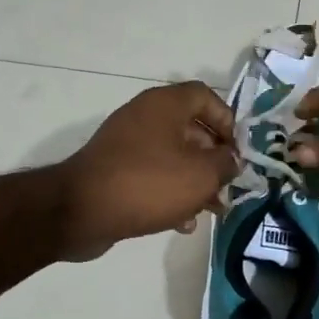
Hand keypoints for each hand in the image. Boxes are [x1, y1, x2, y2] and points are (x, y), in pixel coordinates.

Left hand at [55, 82, 238, 260]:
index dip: (227, 121)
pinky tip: (183, 222)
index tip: (237, 151)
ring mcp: (126, 143)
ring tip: (212, 210)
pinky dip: (170, 194)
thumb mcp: (200, 174)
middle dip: (214, 159)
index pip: (205, 96)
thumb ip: (225, 163)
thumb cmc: (148, 184)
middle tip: (228, 186)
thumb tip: (232, 159)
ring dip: (195, 181)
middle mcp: (145, 116)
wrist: (81, 211)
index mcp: (165, 105)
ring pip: (173, 156)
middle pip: (191, 129)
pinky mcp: (115, 170)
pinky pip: (152, 175)